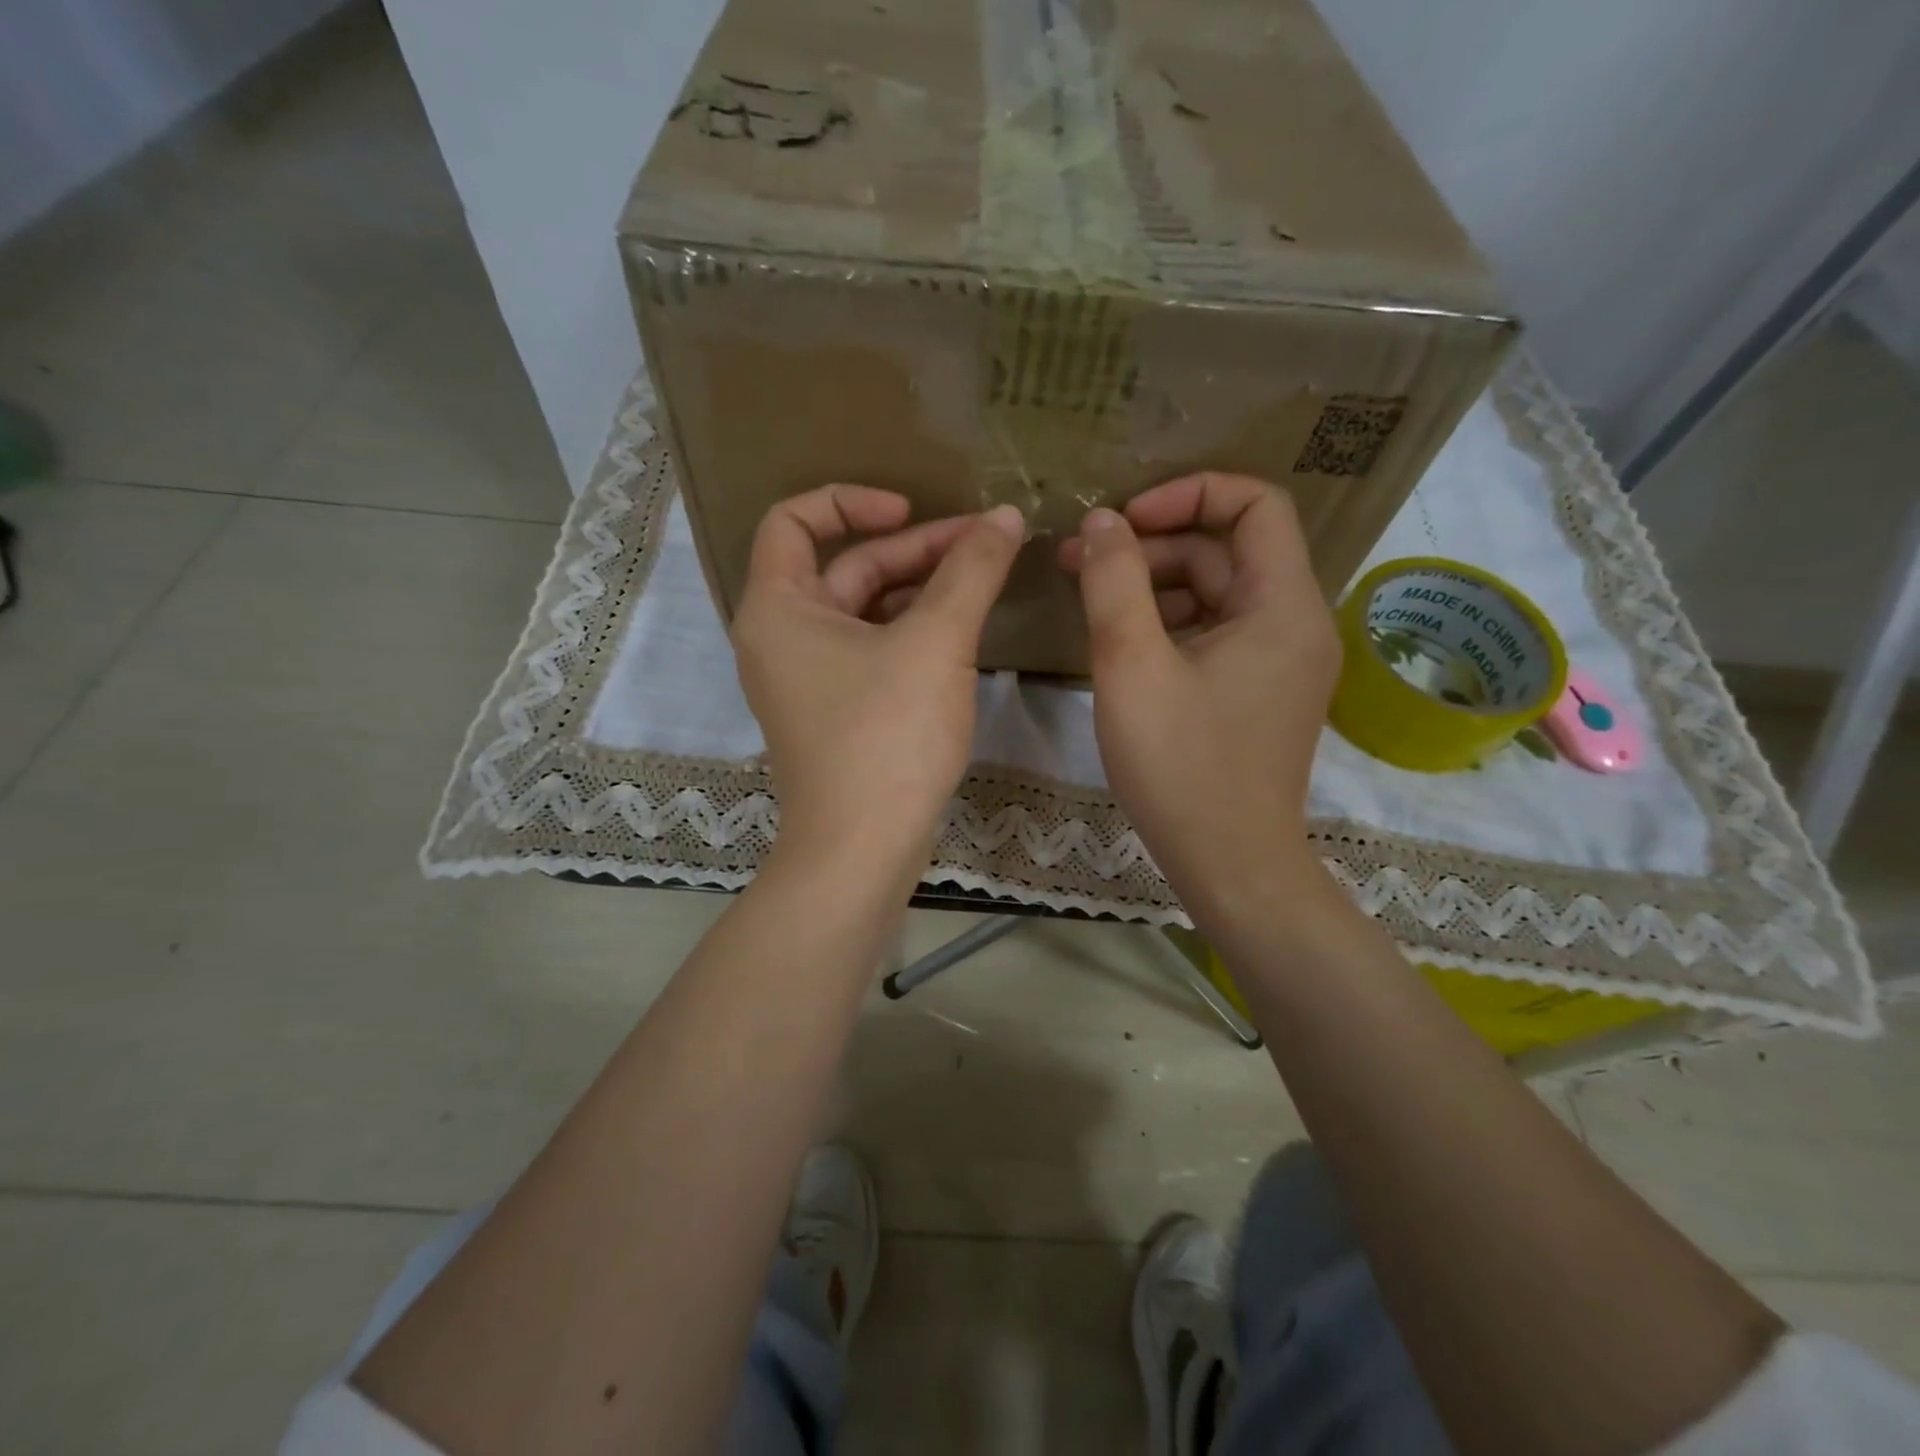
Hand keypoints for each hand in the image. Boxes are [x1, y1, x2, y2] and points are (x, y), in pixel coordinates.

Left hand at [732, 485, 1024, 863]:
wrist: (862, 850)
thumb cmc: (887, 737)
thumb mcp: (936, 643)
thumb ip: (971, 571)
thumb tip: (1005, 517)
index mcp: (778, 607)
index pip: (795, 519)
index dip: (852, 500)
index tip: (911, 510)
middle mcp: (781, 637)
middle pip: (845, 566)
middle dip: (915, 549)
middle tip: (985, 542)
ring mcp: (808, 679)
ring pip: (864, 611)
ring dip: (920, 589)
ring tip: (983, 578)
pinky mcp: (836, 712)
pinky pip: (871, 650)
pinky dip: (911, 631)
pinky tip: (962, 630)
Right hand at [1059, 473, 1340, 913]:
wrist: (1229, 865)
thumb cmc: (1181, 766)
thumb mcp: (1132, 665)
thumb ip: (1114, 582)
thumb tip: (1101, 523)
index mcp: (1283, 606)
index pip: (1255, 504)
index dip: (1187, 494)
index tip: (1123, 521)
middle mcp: (1296, 623)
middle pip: (1227, 550)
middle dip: (1152, 546)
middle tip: (1078, 562)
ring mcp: (1281, 662)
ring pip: (1217, 594)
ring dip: (1155, 586)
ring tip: (1091, 602)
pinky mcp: (1261, 692)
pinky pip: (1217, 633)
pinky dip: (1170, 625)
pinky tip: (1123, 645)